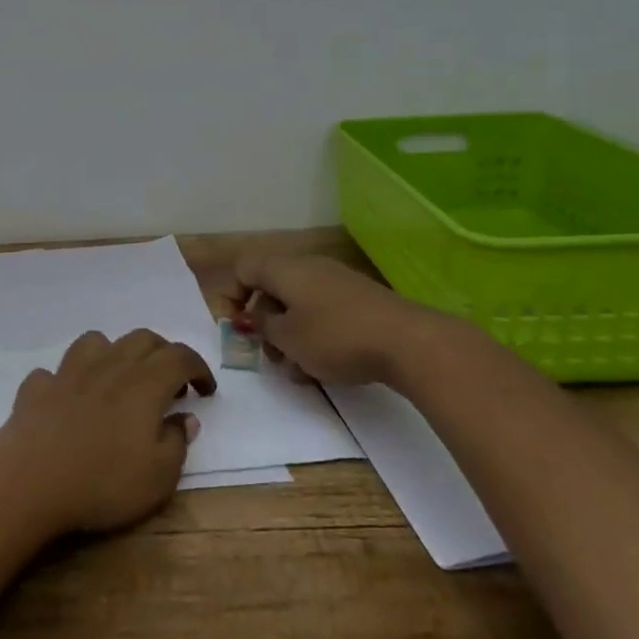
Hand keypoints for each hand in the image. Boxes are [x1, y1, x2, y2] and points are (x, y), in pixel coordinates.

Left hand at [0, 329, 214, 536]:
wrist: (30, 481)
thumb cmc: (103, 482)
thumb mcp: (159, 477)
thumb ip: (177, 443)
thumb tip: (185, 419)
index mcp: (145, 383)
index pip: (180, 357)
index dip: (198, 368)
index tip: (206, 390)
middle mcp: (109, 366)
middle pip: (142, 339)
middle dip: (163, 353)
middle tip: (171, 383)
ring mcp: (69, 372)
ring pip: (97, 341)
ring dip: (115, 353)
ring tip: (119, 380)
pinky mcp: (38, 387)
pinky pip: (55, 372)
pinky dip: (68, 380)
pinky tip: (69, 400)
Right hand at [221, 254, 458, 388]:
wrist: (408, 342)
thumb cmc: (335, 337)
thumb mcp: (288, 337)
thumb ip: (262, 325)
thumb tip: (254, 316)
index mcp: (285, 269)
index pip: (243, 268)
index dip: (230, 296)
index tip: (235, 329)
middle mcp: (309, 267)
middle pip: (270, 289)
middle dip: (263, 324)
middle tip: (267, 355)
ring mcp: (337, 283)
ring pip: (297, 306)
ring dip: (288, 336)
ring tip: (297, 371)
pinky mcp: (358, 301)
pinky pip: (322, 313)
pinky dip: (313, 337)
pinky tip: (322, 368)